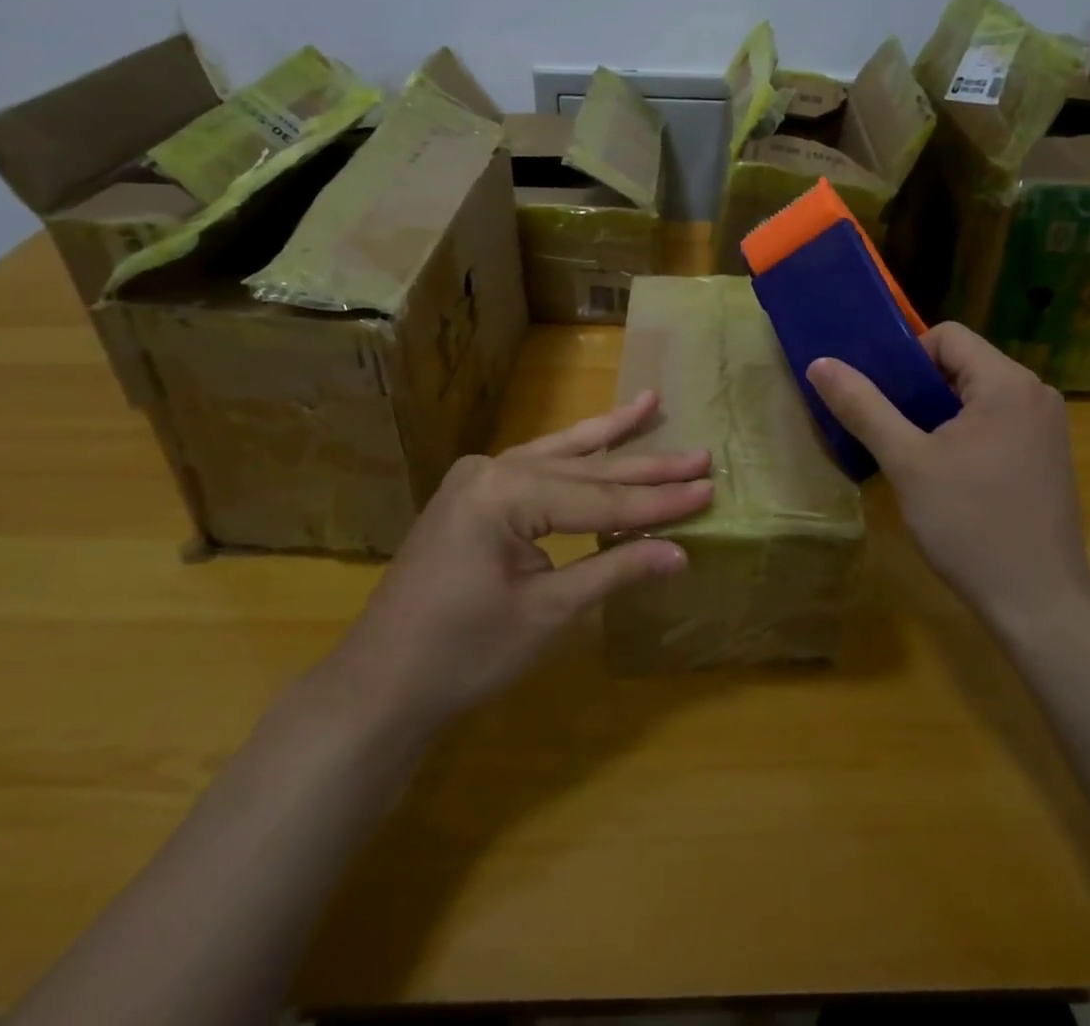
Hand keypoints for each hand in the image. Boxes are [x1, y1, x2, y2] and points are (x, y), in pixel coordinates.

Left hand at [324, 392, 711, 736]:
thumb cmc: (463, 655)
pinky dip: (573, 455)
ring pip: (560, 454)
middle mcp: (491, 469)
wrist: (380, 685)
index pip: (600, 499)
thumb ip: (614, 571)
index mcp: (504, 494)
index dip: (658, 503)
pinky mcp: (473, 494)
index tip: (708, 488)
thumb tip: (680, 553)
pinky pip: (536, 467)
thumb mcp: (547, 613)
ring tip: (650, 404)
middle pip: (584, 470)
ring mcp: (478, 478)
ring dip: (609, 436)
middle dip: (645, 466)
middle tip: (700, 453)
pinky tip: (598, 436)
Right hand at [808, 323, 1089, 634]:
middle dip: (919, 388)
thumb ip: (863, 407)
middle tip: (887, 427)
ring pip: (977, 395)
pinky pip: (996, 421)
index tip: (882, 399)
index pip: (947, 336)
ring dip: (938, 413)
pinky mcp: (1047, 456)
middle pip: (962, 363)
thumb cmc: (970, 525)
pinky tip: (944, 473)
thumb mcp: (906, 462)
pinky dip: (963, 432)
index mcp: (1007, 383)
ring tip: (909, 451)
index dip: (906, 358)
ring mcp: (1047, 426)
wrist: (1038, 604)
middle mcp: (1035, 393)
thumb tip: (821, 363)